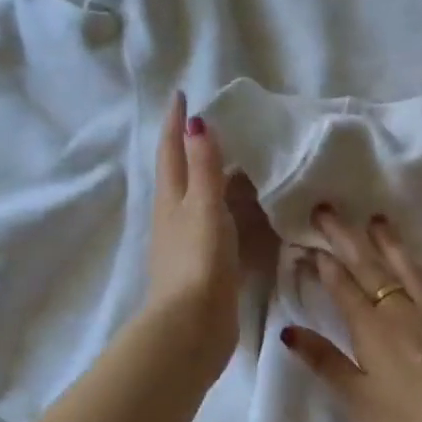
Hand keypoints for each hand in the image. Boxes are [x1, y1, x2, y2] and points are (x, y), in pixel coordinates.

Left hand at [145, 92, 241, 372]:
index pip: (171, 151)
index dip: (175, 123)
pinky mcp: (206, 265)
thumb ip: (203, 167)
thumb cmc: (198, 262)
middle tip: (222, 126)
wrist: (192, 327)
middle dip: (195, 148)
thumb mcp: (203, 207)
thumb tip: (196, 121)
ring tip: (245, 164)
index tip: (182, 94)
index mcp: (171, 200)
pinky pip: (220, 226)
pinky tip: (250, 214)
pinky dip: (232, 211)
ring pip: (202, 201)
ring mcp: (189, 243)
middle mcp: (175, 217)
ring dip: (217, 180)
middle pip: (183, 174)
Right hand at [280, 208, 421, 421]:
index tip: (307, 242)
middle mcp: (402, 311)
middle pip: (370, 268)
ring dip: (391, 243)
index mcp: (372, 329)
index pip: (343, 287)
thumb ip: (325, 361)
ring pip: (409, 269)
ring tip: (378, 219)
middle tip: (328, 210)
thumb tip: (289, 330)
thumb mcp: (358, 398)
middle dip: (347, 238)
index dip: (323, 264)